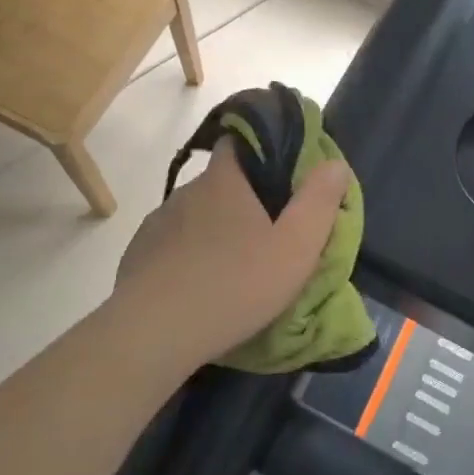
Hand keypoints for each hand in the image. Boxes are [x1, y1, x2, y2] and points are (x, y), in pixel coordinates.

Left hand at [114, 138, 351, 365]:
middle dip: (241, 199)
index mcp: (224, 181)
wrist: (154, 333)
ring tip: (231, 265)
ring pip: (194, 216)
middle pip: (219, 182)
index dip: (258, 147)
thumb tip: (334, 164)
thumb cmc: (234, 284)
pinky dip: (187, 256)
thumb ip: (318, 203)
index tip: (278, 168)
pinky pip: (170, 245)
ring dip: (213, 231)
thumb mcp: (295, 248)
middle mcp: (187, 192)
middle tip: (264, 231)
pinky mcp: (138, 255)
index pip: (237, 141)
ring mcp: (158, 223)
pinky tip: (198, 285)